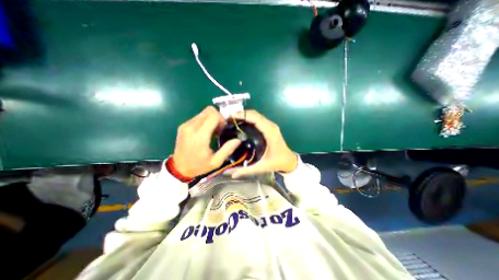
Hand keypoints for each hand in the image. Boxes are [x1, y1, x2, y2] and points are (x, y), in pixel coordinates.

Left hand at [173, 106, 240, 177]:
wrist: (179, 169)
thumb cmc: (198, 166)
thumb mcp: (216, 161)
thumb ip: (227, 149)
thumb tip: (238, 139)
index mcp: (200, 135)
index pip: (213, 115)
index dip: (222, 119)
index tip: (223, 128)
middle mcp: (191, 127)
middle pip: (208, 110)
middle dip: (217, 117)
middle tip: (219, 129)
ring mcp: (186, 125)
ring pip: (203, 112)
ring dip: (211, 119)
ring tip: (212, 131)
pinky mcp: (183, 126)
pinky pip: (198, 117)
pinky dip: (204, 121)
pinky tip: (205, 132)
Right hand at [228, 109, 294, 176]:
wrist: (288, 160)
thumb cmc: (277, 162)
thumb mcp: (262, 167)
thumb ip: (246, 170)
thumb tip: (231, 173)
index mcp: (270, 132)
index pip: (255, 118)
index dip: (243, 115)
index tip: (230, 117)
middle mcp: (271, 126)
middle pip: (255, 114)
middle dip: (241, 114)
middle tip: (228, 119)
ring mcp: (271, 125)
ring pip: (256, 115)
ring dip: (245, 115)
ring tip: (232, 121)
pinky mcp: (270, 127)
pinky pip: (258, 119)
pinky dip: (249, 118)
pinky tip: (241, 124)